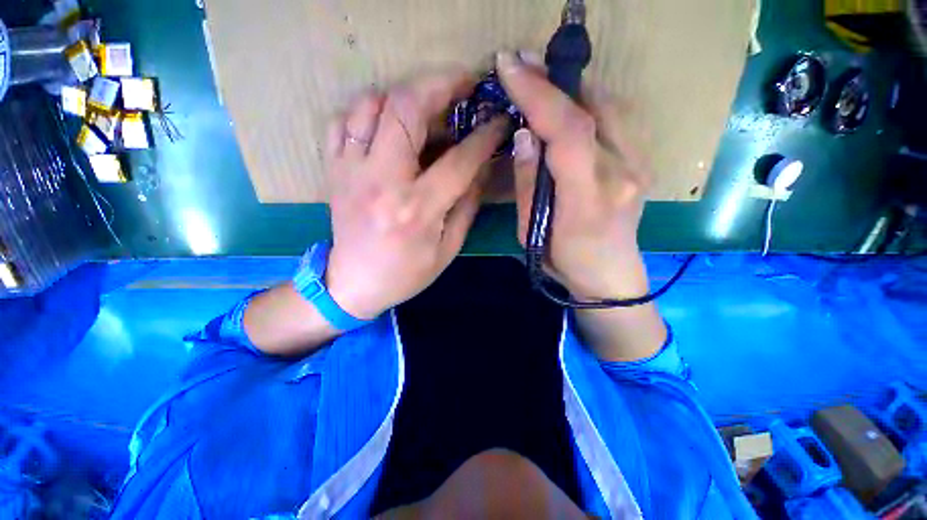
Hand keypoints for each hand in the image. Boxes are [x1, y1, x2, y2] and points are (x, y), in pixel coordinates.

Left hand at [324, 71, 506, 319]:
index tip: (499, 120)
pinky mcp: (334, 170)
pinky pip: (344, 121)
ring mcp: (350, 171)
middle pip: (406, 108)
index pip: (458, 159)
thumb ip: (468, 204)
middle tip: (464, 83)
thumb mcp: (448, 248)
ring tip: (427, 106)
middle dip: (440, 84)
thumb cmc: (407, 273)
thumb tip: (484, 165)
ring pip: (371, 103)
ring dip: (404, 95)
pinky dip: (368, 110)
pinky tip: (387, 124)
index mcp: (416, 209)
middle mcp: (381, 181)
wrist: (353, 285)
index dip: (484, 136)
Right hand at [497, 52, 651, 300]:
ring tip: (540, 78)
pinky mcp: (642, 162)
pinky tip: (569, 101)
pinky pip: (617, 118)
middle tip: (520, 62)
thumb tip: (525, 135)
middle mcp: (623, 174)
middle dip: (552, 80)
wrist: (611, 277)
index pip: (568, 133)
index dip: (539, 94)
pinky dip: (590, 100)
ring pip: (609, 105)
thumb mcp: (531, 233)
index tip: (509, 65)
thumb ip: (528, 184)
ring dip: (572, 86)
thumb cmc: (564, 262)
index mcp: (588, 199)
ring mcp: (640, 165)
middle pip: (593, 109)